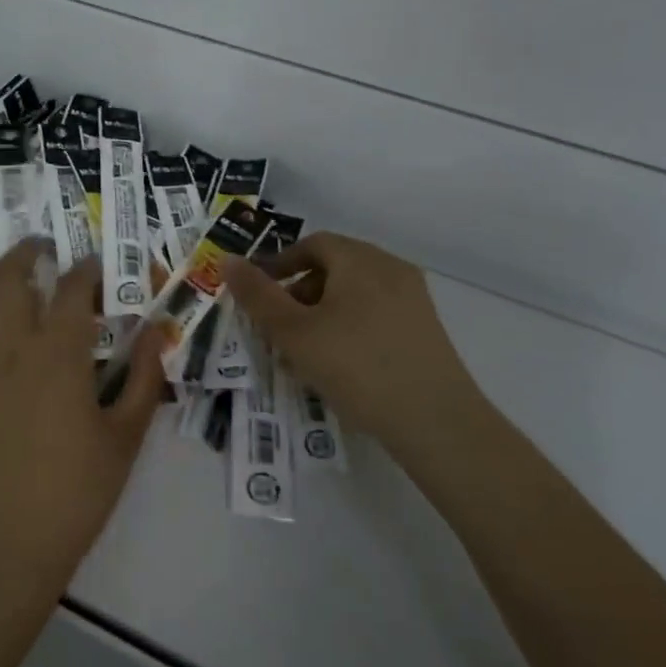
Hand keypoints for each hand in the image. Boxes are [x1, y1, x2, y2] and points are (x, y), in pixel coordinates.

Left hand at [0, 241, 166, 596]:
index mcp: (59, 352)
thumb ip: (146, 378)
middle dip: (28, 252)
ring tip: (3, 270)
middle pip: (11, 275)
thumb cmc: (73, 494)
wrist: (2, 548)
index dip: (90, 269)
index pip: (74, 287)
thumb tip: (158, 331)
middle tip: (43, 249)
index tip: (101, 268)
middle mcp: (12, 346)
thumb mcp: (126, 437)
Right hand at [222, 232, 475, 460]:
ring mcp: (413, 298)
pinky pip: (377, 314)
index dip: (279, 265)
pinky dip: (350, 327)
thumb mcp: (294, 333)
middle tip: (277, 329)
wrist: (437, 422)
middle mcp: (390, 267)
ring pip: (355, 294)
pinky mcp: (426, 329)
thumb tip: (228, 261)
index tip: (258, 295)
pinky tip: (341, 366)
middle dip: (299, 294)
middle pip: (334, 267)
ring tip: (305, 354)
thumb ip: (258, 296)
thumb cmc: (357, 367)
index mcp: (359, 259)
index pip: (312, 244)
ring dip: (323, 314)